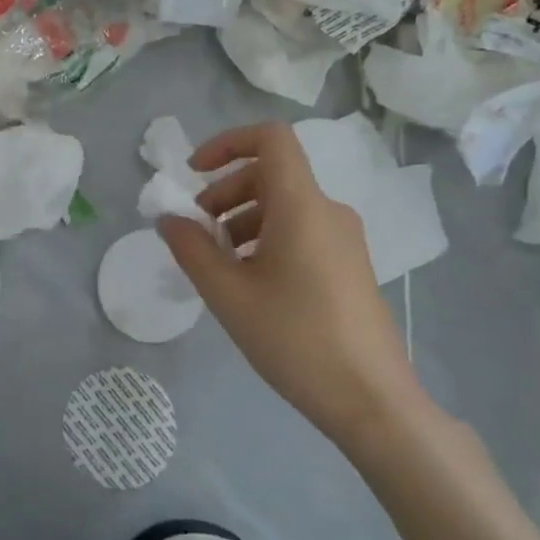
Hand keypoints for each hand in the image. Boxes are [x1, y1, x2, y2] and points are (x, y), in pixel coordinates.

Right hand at [157, 122, 431, 450]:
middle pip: (269, 174)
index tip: (193, 174)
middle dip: (223, 192)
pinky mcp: (348, 264)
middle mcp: (328, 211)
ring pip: (282, 205)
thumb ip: (191, 249)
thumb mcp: (228, 295)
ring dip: (240, 219)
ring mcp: (343, 238)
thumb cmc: (295, 339)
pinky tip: (248, 282)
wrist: (371, 400)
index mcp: (302, 207)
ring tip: (217, 264)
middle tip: (196, 233)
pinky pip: (299, 230)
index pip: (270, 139)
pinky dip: (264, 238)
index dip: (226, 142)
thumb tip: (168, 218)